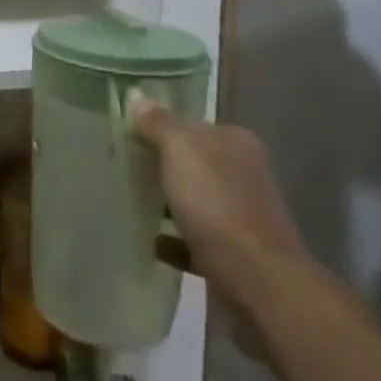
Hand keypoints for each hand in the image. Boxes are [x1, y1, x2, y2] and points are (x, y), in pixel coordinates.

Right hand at [133, 104, 318, 357]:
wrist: (257, 283)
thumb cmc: (217, 204)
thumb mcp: (180, 150)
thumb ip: (158, 123)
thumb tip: (138, 97)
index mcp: (236, 143)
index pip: (193, 125)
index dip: (161, 128)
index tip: (129, 136)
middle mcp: (244, 174)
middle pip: (193, 163)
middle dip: (162, 166)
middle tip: (122, 167)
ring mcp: (242, 216)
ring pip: (194, 201)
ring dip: (166, 203)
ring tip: (129, 202)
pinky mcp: (234, 254)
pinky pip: (194, 240)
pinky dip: (172, 240)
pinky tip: (147, 241)